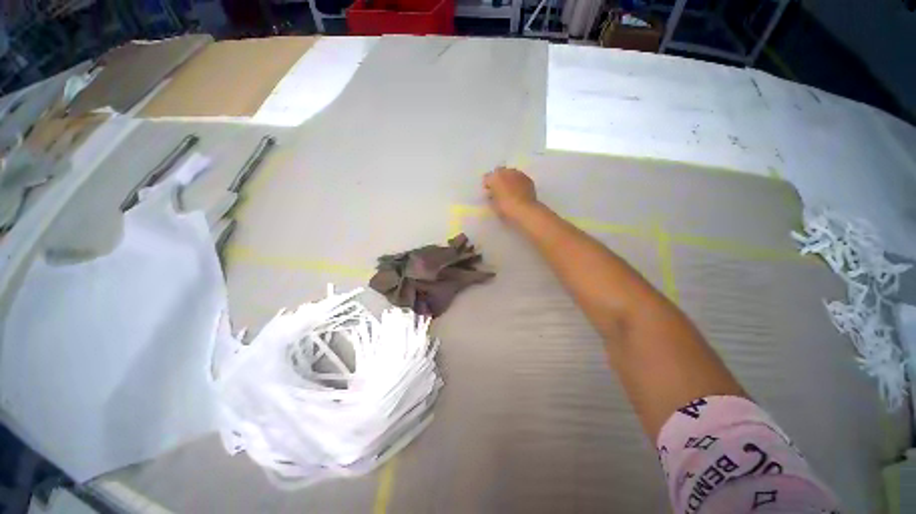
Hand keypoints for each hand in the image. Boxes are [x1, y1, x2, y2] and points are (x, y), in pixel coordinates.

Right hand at [483, 167, 538, 220]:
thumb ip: (491, 196)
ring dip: (508, 179)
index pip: (487, 178)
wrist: (525, 210)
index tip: (488, 193)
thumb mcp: (493, 204)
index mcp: (495, 177)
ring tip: (509, 190)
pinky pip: (520, 178)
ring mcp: (519, 174)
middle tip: (499, 190)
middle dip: (498, 179)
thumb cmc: (505, 208)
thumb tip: (492, 193)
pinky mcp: (528, 179)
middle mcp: (507, 172)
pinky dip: (517, 182)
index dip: (487, 185)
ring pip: (510, 173)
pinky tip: (518, 191)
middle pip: (499, 172)